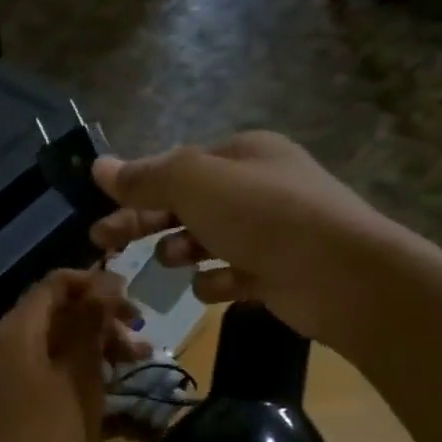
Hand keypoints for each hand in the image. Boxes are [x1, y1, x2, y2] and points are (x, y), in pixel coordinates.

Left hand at [0, 269, 145, 441]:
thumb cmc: (47, 433)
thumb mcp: (78, 376)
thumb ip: (90, 325)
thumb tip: (105, 283)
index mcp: (18, 328)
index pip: (56, 284)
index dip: (96, 285)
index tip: (132, 303)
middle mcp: (7, 340)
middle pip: (58, 311)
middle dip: (102, 319)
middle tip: (140, 340)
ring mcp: (7, 368)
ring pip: (56, 340)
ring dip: (95, 344)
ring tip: (135, 362)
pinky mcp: (13, 393)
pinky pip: (47, 364)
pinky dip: (77, 366)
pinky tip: (108, 382)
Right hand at [89, 131, 426, 354]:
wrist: (342, 276)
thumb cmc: (264, 217)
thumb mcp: (195, 184)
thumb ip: (146, 177)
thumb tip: (98, 166)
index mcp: (241, 155)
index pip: (176, 168)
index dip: (136, 189)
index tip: (100, 215)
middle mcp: (255, 188)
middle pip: (184, 205)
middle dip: (145, 222)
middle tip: (104, 244)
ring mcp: (268, 233)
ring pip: (205, 241)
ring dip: (182, 250)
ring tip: (175, 259)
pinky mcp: (275, 274)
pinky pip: (230, 275)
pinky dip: (218, 282)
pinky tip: (215, 287)